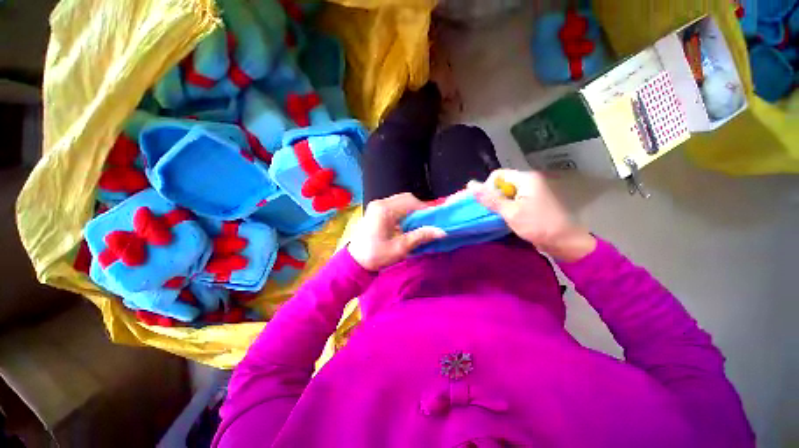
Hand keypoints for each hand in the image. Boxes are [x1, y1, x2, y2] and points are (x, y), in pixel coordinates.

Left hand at [348, 193, 445, 270]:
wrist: (355, 261)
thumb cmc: (376, 256)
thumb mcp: (400, 248)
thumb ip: (420, 236)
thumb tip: (441, 231)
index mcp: (384, 210)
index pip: (411, 202)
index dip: (426, 210)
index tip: (435, 220)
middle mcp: (380, 203)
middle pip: (406, 198)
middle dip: (419, 208)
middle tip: (427, 222)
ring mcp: (377, 205)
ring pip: (401, 201)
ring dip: (412, 210)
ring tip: (418, 223)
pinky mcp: (376, 210)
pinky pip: (395, 205)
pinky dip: (404, 211)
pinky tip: (407, 223)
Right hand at [467, 169, 595, 261]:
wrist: (565, 242)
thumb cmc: (538, 225)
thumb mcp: (511, 212)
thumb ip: (490, 199)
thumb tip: (470, 184)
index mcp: (526, 178)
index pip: (498, 175)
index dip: (488, 187)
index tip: (487, 204)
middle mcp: (530, 181)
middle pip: (502, 183)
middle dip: (494, 196)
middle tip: (493, 212)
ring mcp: (533, 191)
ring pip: (507, 192)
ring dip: (500, 203)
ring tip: (499, 216)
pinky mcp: (533, 201)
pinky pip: (514, 199)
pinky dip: (507, 207)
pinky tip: (507, 217)